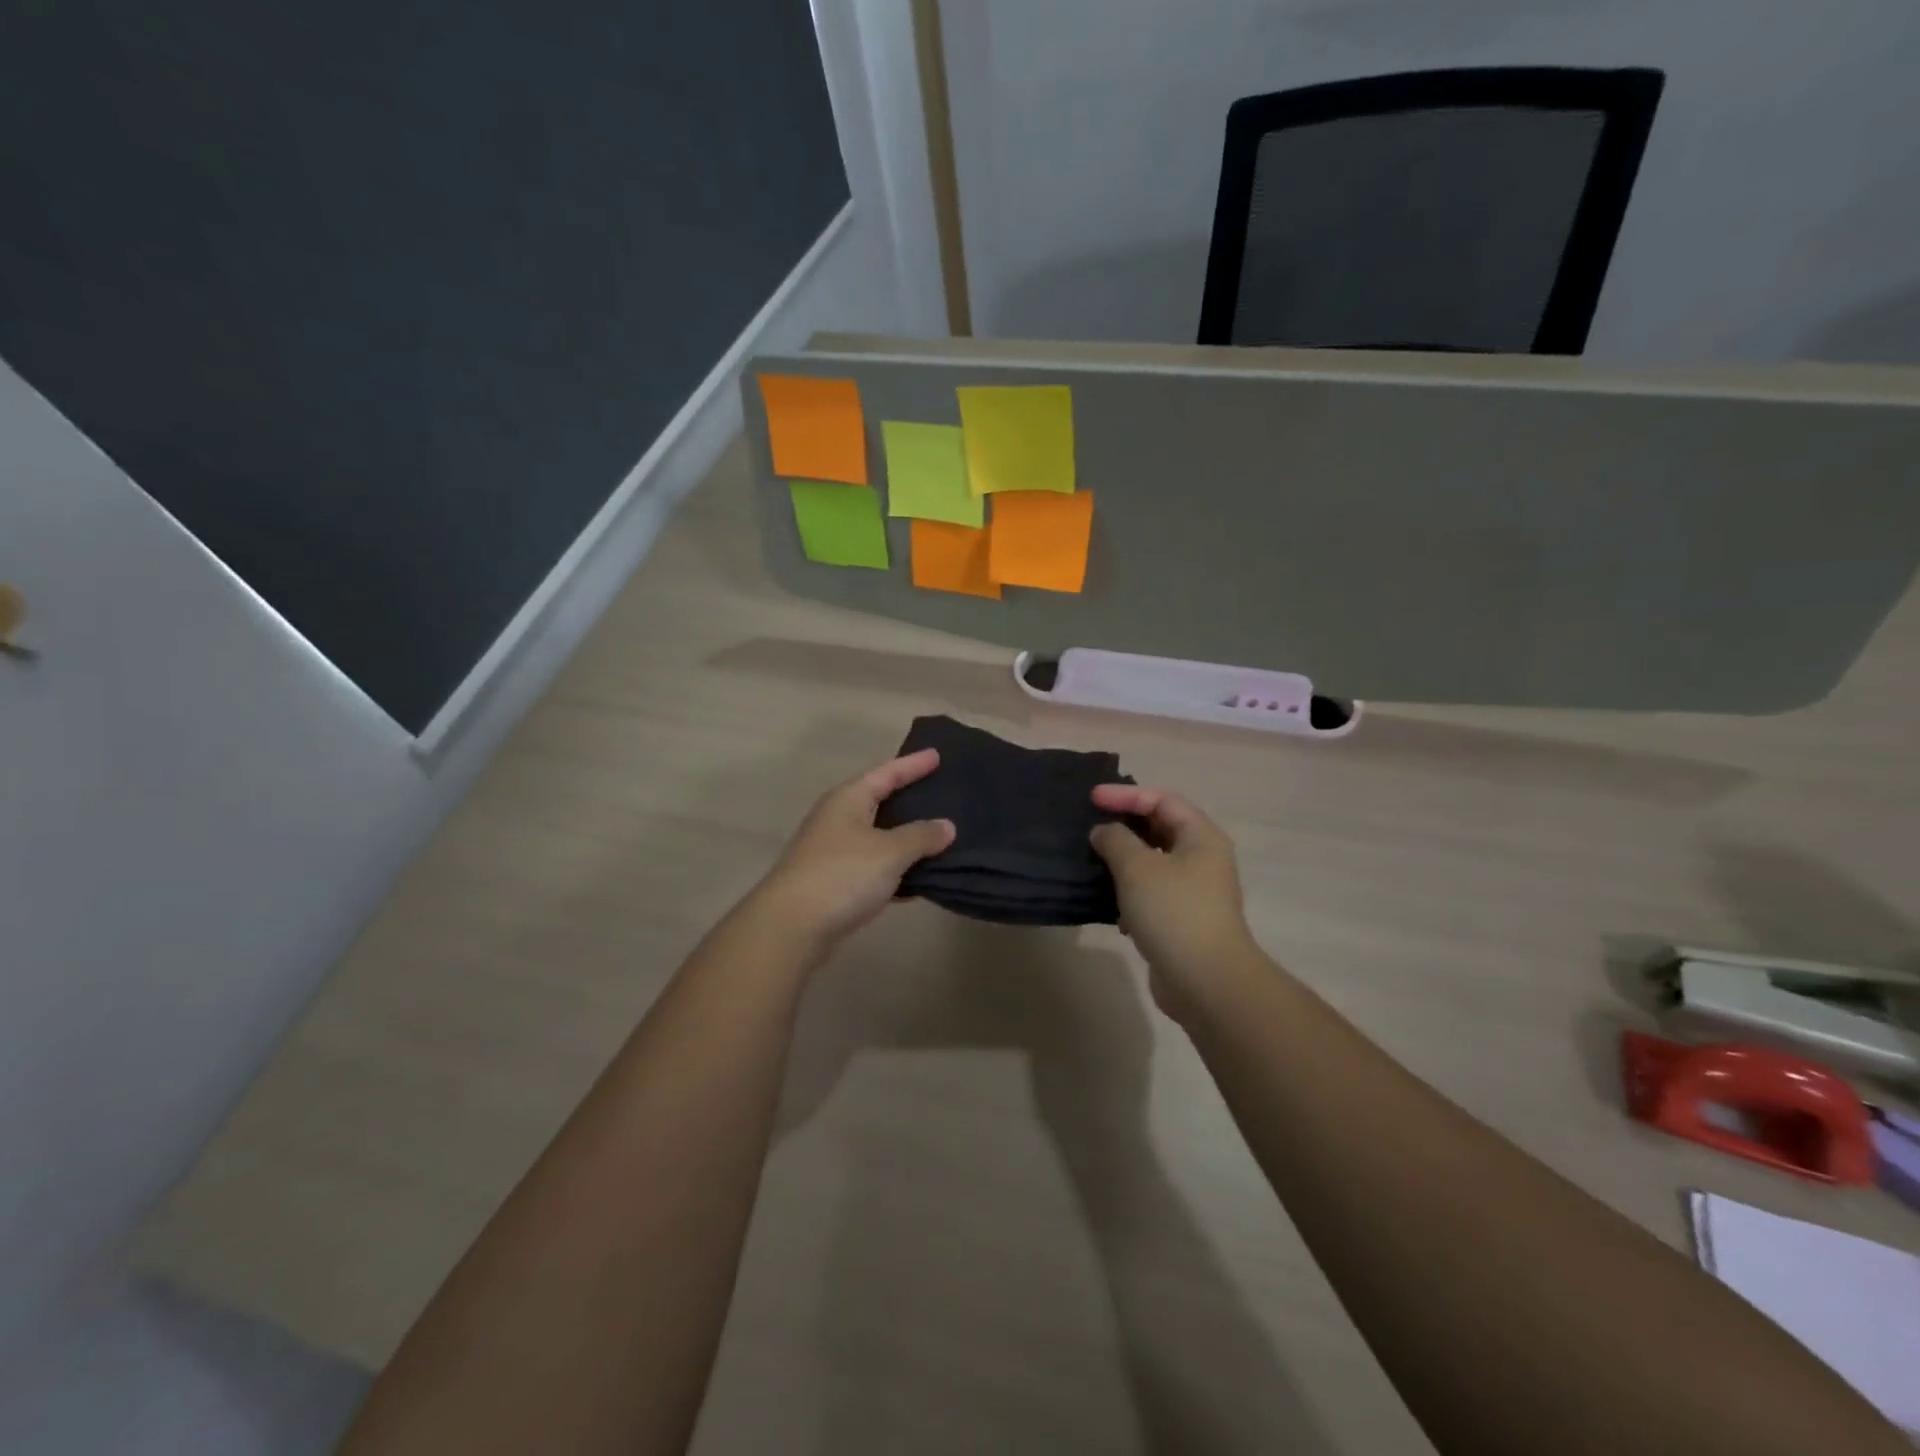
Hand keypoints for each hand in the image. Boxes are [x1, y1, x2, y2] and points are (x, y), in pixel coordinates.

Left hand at [751, 750, 954, 952]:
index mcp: (848, 799)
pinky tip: (923, 879)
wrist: (792, 928)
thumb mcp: (890, 851)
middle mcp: (839, 820)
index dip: (913, 764)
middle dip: (911, 799)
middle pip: (881, 802)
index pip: (887, 773)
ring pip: (880, 838)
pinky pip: (876, 868)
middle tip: (943, 792)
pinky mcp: (837, 884)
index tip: (937, 754)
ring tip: (942, 835)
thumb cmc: (842, 875)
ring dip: (907, 839)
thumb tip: (946, 826)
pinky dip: (898, 870)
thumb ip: (921, 836)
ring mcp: (835, 853)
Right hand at [1089, 786, 1261, 1022]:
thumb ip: (1115, 840)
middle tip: (1091, 826)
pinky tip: (1113, 910)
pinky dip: (1130, 894)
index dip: (1126, 795)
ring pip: (1154, 863)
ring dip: (1124, 862)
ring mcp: (1195, 892)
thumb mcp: (1137, 867)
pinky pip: (1152, 894)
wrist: (1206, 982)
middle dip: (1125, 826)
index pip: (1162, 800)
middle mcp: (1203, 859)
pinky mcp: (1183, 920)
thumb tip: (1104, 832)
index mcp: (1201, 837)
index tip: (1092, 799)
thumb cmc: (1173, 912)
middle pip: (1160, 829)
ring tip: (1094, 863)